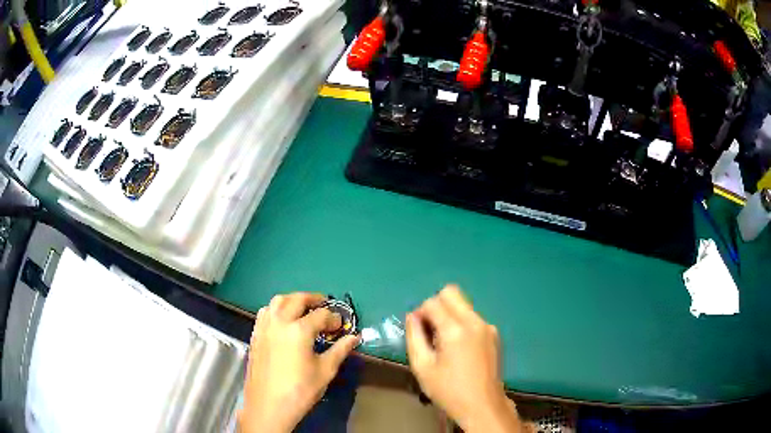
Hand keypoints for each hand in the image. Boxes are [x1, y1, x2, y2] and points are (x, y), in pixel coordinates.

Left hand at [239, 293, 359, 432]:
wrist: (269, 405)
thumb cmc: (300, 390)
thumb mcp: (325, 371)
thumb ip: (340, 350)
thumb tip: (354, 337)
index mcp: (299, 330)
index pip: (321, 315)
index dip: (334, 318)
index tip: (341, 325)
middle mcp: (279, 322)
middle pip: (297, 299)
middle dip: (313, 299)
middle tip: (325, 305)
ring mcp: (264, 327)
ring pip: (277, 301)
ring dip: (292, 300)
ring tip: (303, 309)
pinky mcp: (255, 335)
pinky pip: (265, 312)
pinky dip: (277, 309)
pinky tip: (283, 321)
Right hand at [406, 285, 521, 432]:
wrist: (482, 404)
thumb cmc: (448, 390)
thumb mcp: (422, 367)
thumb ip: (414, 337)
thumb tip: (412, 317)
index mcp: (455, 329)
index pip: (433, 302)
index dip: (420, 313)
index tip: (418, 332)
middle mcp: (474, 321)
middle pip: (451, 293)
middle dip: (436, 306)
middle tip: (430, 331)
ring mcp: (487, 326)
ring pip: (463, 305)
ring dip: (449, 315)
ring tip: (444, 343)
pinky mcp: (494, 334)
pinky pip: (473, 317)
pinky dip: (461, 323)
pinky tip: (459, 348)